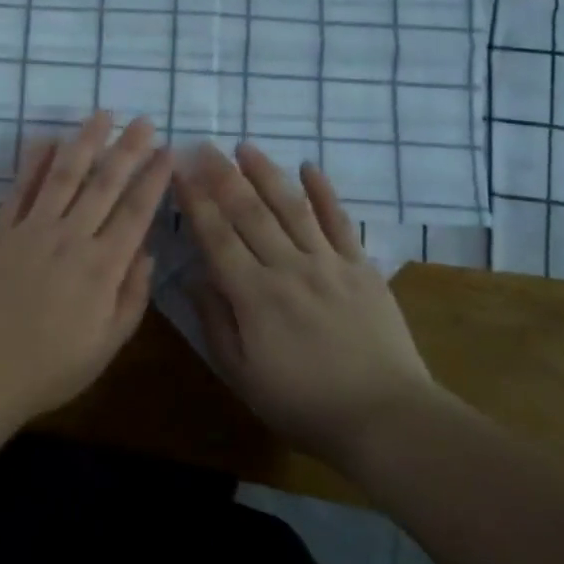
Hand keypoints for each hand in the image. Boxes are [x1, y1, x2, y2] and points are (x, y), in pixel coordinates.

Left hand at [0, 112, 172, 430]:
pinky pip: (21, 189)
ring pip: (64, 175)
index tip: (169, 152)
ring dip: (86, 142)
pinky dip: (34, 162)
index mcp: (103, 268)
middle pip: (105, 184)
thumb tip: (148, 252)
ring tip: (102, 115)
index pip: (136, 212)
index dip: (155, 179)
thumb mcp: (106, 345)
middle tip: (144, 121)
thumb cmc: (48, 367)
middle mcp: (71, 238)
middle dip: (128, 150)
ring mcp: (32, 229)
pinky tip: (46, 140)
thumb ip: (132, 296)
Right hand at [175, 142, 434, 461]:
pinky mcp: (361, 267)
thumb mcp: (242, 376)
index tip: (179, 170)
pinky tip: (309, 167)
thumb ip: (216, 322)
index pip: (216, 236)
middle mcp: (288, 267)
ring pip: (291, 207)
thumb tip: (196, 277)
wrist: (384, 417)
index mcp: (254, 295)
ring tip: (245, 147)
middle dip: (222, 176)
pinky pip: (340, 222)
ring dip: (266, 174)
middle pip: (249, 212)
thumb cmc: (304, 404)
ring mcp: (328, 263)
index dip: (195, 201)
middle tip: (203, 146)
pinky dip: (324, 192)